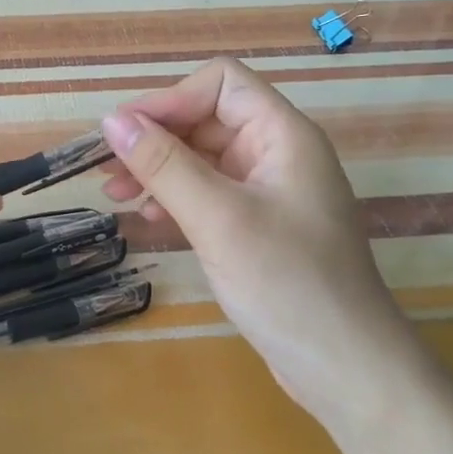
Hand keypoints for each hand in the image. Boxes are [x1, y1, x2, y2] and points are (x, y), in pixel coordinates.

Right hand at [100, 58, 419, 419]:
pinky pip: (207, 193)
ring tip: (115, 196)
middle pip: (206, 118)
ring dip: (157, 169)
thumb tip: (112, 121)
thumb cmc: (288, 283)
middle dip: (154, 138)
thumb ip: (164, 165)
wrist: (346, 369)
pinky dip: (174, 198)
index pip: (221, 84)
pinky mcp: (256, 225)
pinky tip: (149, 220)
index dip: (170, 99)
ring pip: (201, 158)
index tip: (124, 134)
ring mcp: (267, 191)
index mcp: (282, 135)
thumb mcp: (218, 218)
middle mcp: (276, 153)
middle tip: (106, 171)